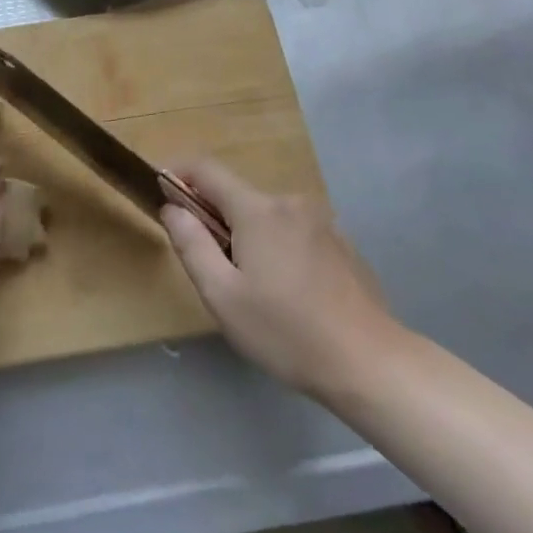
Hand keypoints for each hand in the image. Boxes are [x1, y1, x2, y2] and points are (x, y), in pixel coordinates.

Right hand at [160, 158, 400, 402]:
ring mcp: (320, 221)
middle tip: (209, 265)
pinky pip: (294, 232)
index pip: (206, 169)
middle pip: (237, 195)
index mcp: (257, 209)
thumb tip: (172, 208)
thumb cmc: (286, 332)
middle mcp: (289, 203)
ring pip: (267, 216)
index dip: (179, 174)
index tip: (161, 192)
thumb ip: (191, 245)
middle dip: (214, 217)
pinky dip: (278, 246)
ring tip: (253, 288)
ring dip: (248, 235)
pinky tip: (289, 293)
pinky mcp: (340, 243)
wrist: (371, 363)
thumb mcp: (223, 296)